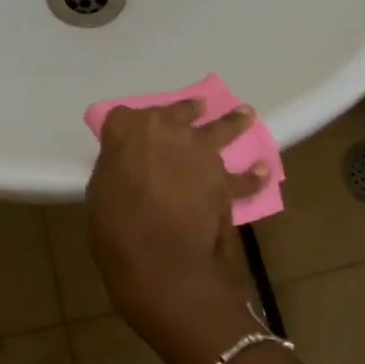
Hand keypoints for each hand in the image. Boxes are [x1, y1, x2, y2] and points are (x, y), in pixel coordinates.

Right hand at [85, 101, 269, 363]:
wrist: (159, 256)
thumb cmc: (115, 228)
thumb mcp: (101, 194)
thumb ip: (118, 173)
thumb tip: (131, 173)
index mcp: (128, 131)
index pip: (123, 117)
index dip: (124, 126)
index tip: (125, 134)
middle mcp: (167, 132)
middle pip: (180, 112)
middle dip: (187, 110)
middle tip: (198, 107)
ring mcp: (200, 153)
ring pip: (221, 130)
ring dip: (233, 123)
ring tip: (245, 114)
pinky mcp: (224, 181)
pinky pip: (242, 178)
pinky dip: (253, 177)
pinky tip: (263, 172)